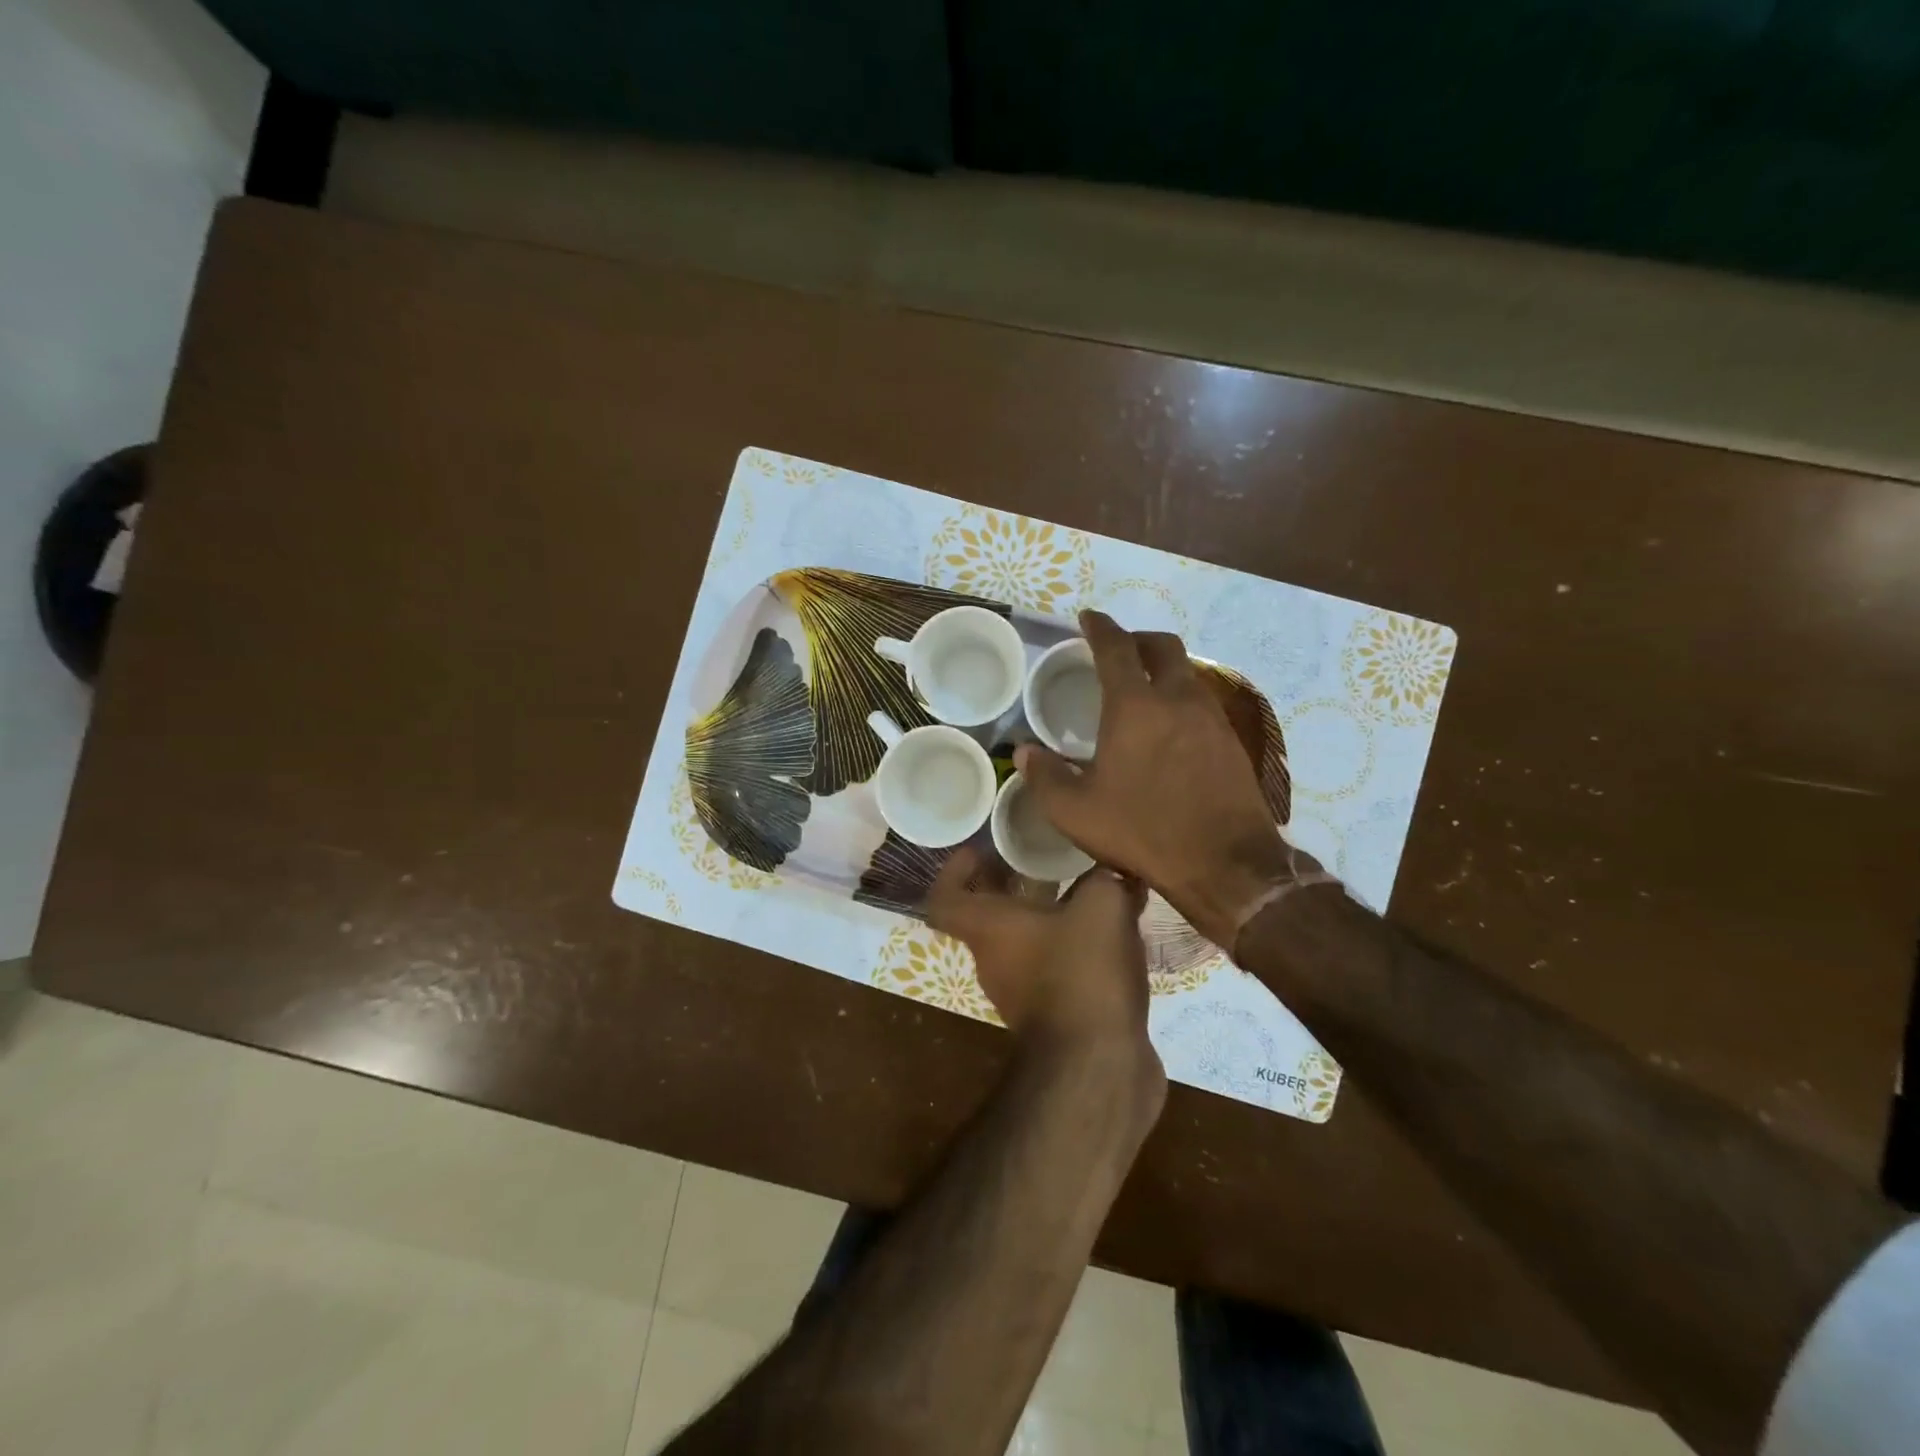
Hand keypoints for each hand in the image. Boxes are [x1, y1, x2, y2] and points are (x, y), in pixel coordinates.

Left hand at [927, 846, 1159, 1071]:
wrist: (1099, 1070)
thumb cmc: (1082, 974)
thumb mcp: (1101, 906)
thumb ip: (1104, 878)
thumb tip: (1112, 870)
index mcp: (988, 930)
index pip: (945, 897)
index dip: (955, 870)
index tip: (981, 850)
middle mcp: (995, 962)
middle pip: (990, 916)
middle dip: (1015, 884)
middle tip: (1048, 860)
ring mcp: (1023, 996)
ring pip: (1028, 943)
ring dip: (1052, 916)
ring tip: (1092, 892)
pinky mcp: (1056, 1019)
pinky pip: (1058, 970)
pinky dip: (1077, 948)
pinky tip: (1117, 935)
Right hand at [1015, 610, 1331, 953]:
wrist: (1225, 863)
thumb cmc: (1142, 830)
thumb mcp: (1075, 811)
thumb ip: (1044, 777)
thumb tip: (1024, 753)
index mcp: (1134, 706)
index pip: (1116, 648)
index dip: (1100, 627)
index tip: (1089, 617)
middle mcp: (1177, 699)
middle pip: (1163, 646)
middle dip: (1138, 639)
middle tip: (1119, 649)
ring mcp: (1211, 718)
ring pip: (1188, 672)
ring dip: (1164, 669)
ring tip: (1144, 689)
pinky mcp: (1232, 741)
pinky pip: (1204, 702)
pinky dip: (1182, 698)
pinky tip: (1172, 727)